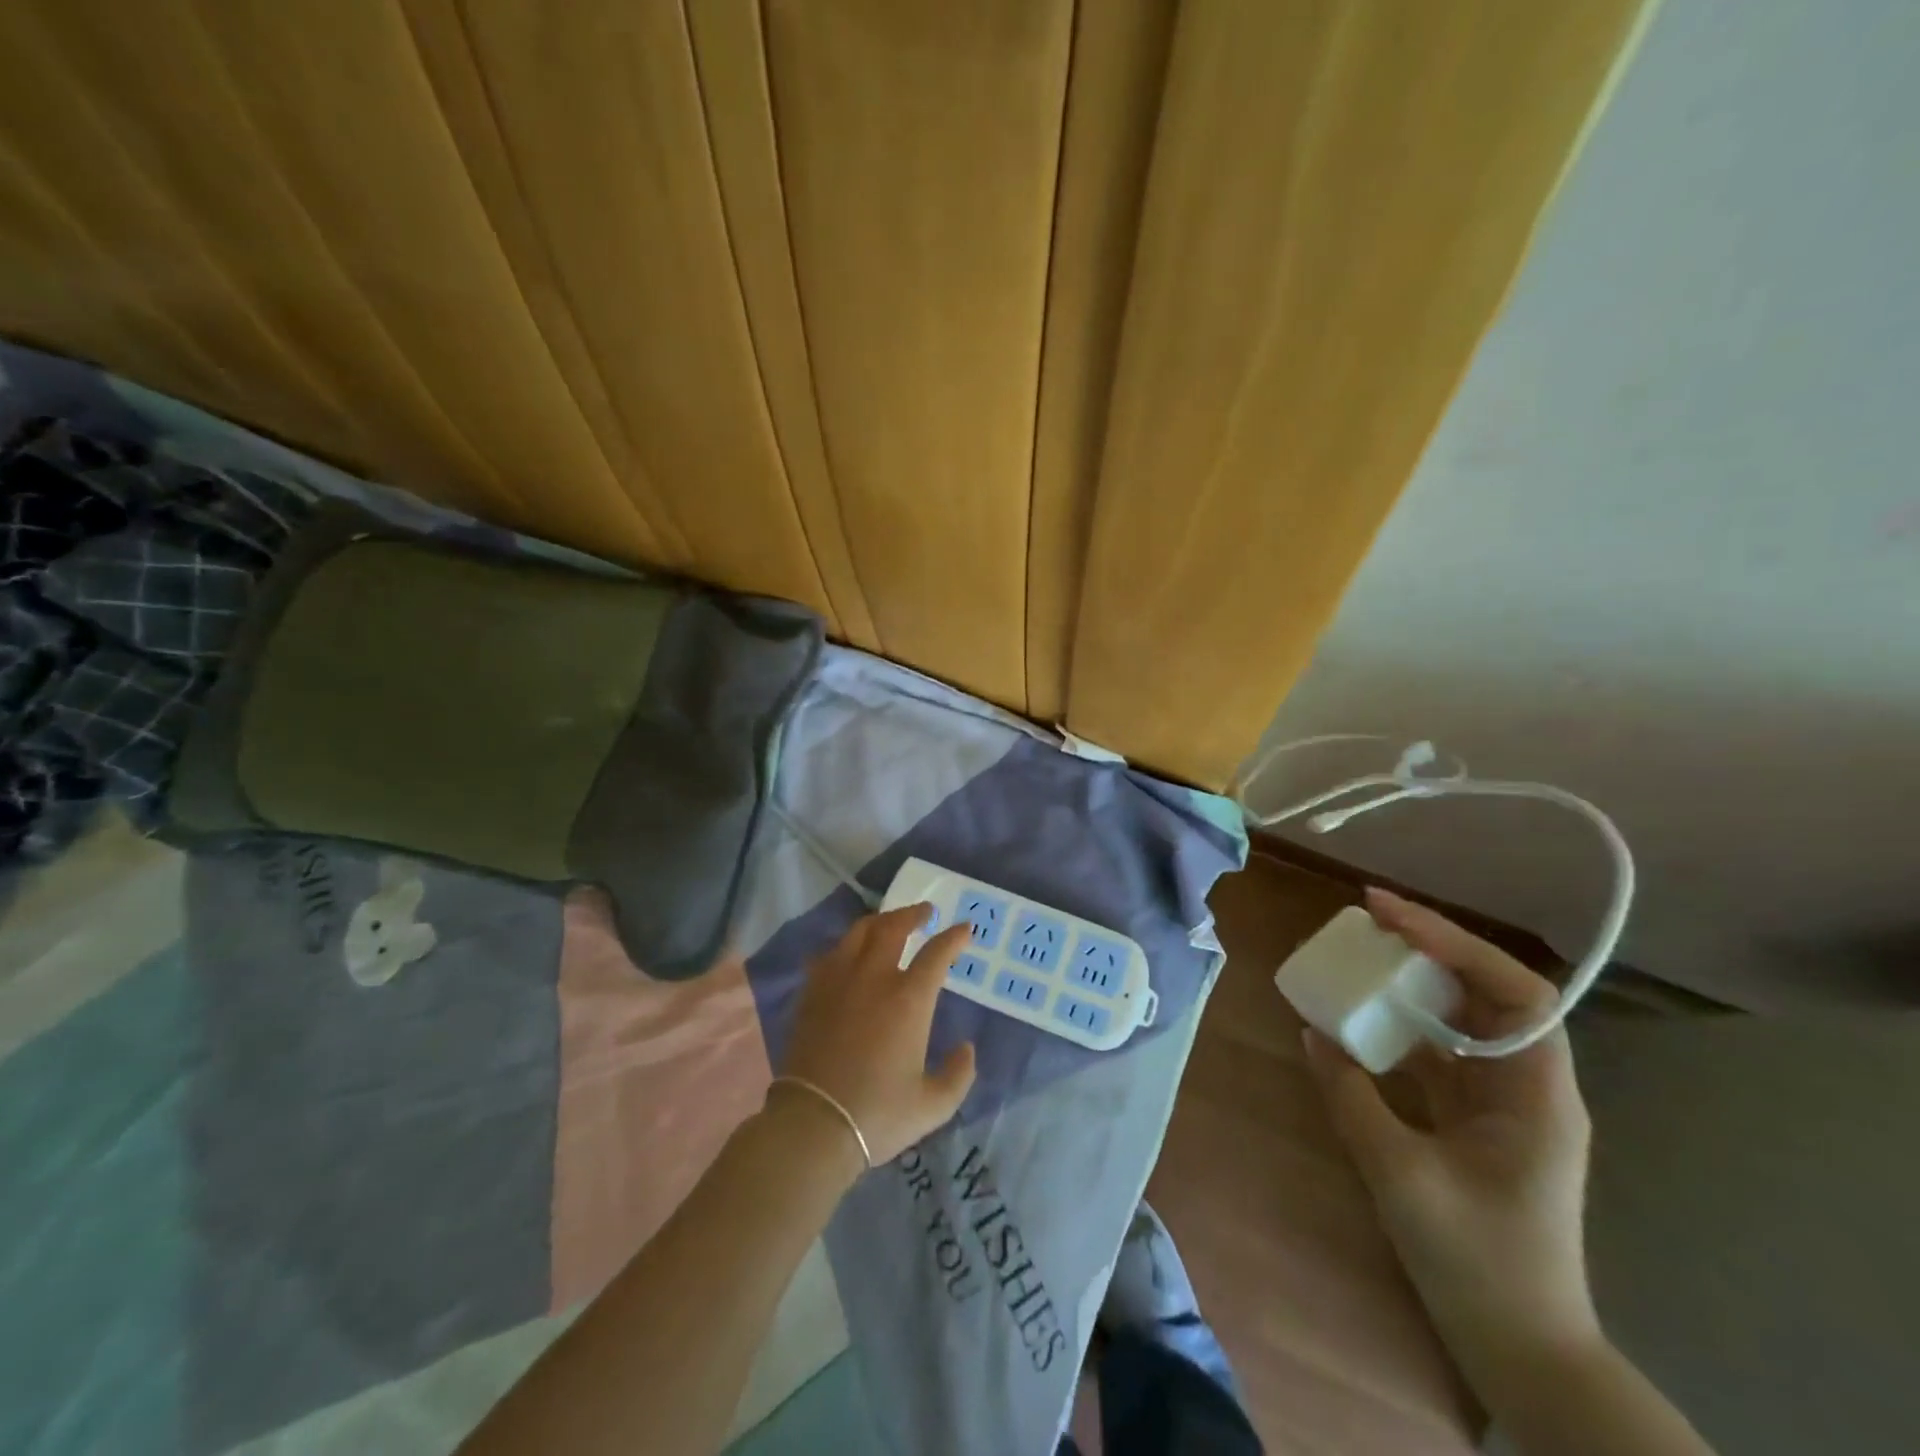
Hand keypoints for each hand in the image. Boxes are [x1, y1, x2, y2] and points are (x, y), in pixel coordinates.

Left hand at [780, 905, 977, 1167]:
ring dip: (879, 921)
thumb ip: (959, 1075)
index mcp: (909, 999)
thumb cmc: (878, 1114)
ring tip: (888, 923)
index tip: (965, 928)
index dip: (954, 937)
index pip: (936, 953)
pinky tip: (849, 953)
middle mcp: (874, 978)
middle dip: (913, 914)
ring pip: (858, 933)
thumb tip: (967, 1048)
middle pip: (893, 928)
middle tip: (925, 912)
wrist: (813, 1125)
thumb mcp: (933, 1105)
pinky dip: (846, 946)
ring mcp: (838, 981)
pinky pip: (830, 954)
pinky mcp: (812, 993)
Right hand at [1303, 888, 1601, 1395]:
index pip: (1515, 991)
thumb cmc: (1476, 1262)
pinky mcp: (1476, 1119)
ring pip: (1463, 1018)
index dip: (1455, 943)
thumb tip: (1313, 1034)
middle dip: (1431, 947)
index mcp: (1536, 1094)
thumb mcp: (1400, 1175)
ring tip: (1361, 953)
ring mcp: (1503, 1102)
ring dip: (1414, 981)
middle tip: (1367, 919)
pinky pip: (1440, 1051)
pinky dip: (1402, 1024)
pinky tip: (1363, 1016)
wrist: (1521, 1348)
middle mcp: (1528, 1085)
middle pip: (1489, 992)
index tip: (1390, 916)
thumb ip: (1351, 1097)